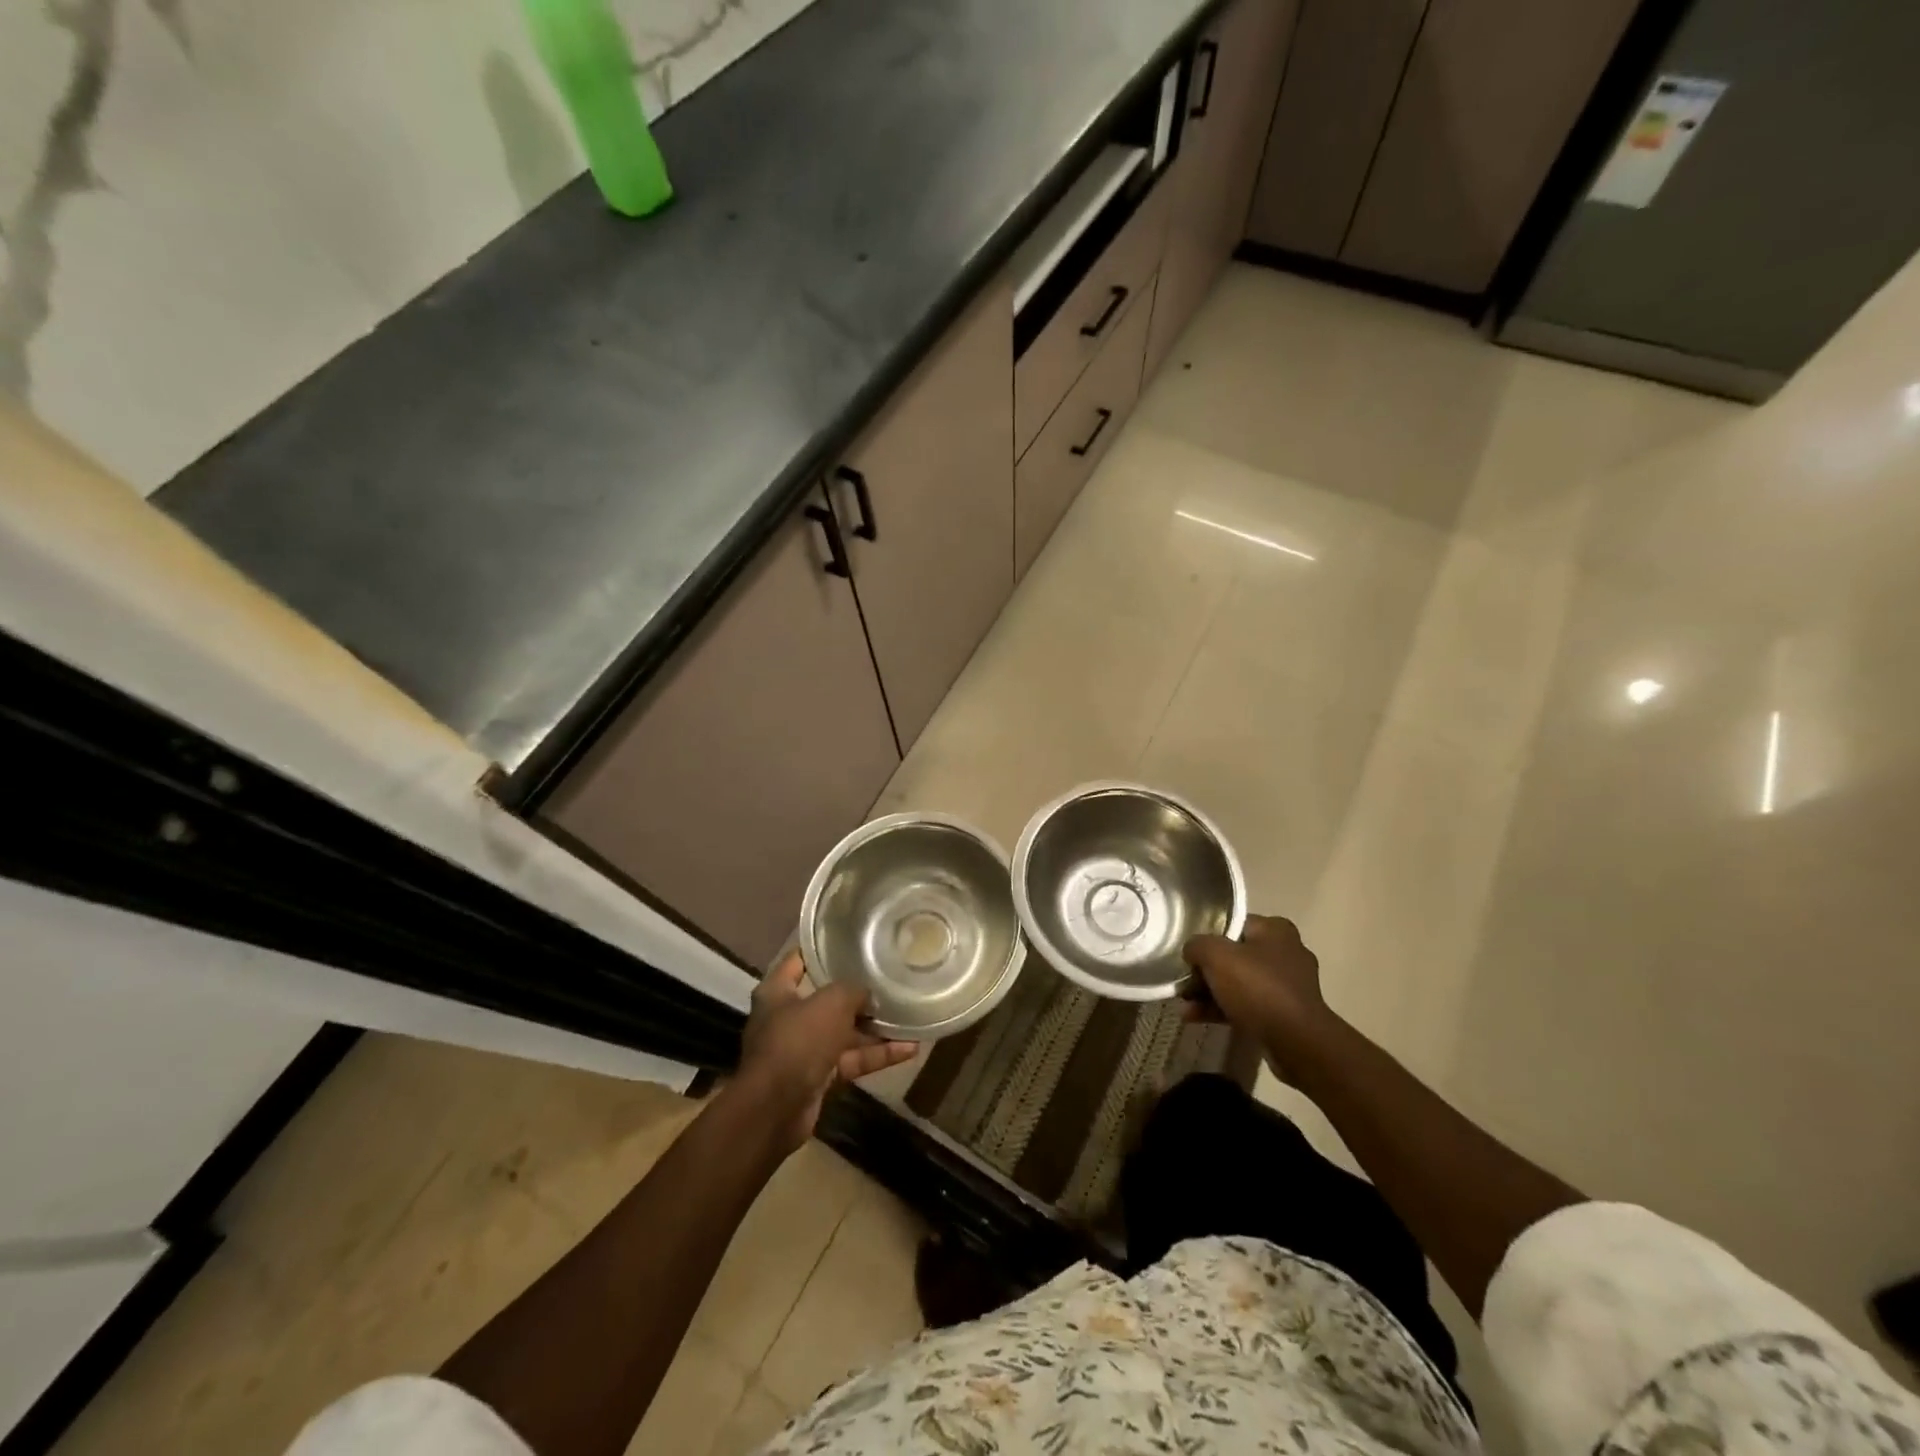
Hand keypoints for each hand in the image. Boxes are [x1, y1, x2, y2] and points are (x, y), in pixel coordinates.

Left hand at [735, 951, 916, 1152]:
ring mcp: (803, 1050)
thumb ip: (852, 990)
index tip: (849, 941)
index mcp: (777, 993)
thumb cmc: (797, 1041)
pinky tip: (909, 1049)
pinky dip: (876, 1055)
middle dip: (857, 995)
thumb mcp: (831, 1003)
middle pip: (826, 1000)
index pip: (797, 961)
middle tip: (888, 981)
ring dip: (874, 1029)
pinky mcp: (818, 1078)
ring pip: (844, 1033)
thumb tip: (867, 994)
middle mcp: (787, 1018)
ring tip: (909, 1016)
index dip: (821, 950)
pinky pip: (851, 1060)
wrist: (775, 1109)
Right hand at [1183, 915, 1337, 1082]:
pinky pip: (1247, 1006)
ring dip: (1209, 993)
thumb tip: (1192, 951)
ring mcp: (1288, 986)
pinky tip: (1195, 1018)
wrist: (1296, 1043)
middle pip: (1234, 956)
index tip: (1188, 953)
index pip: (1233, 924)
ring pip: (1239, 983)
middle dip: (1205, 971)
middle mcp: (1285, 953)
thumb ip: (1197, 945)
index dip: (1207, 936)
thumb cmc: (1257, 987)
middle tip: (1183, 983)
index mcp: (1275, 930)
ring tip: (1183, 1005)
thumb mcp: (1216, 955)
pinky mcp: (1285, 1015)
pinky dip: (1222, 1010)